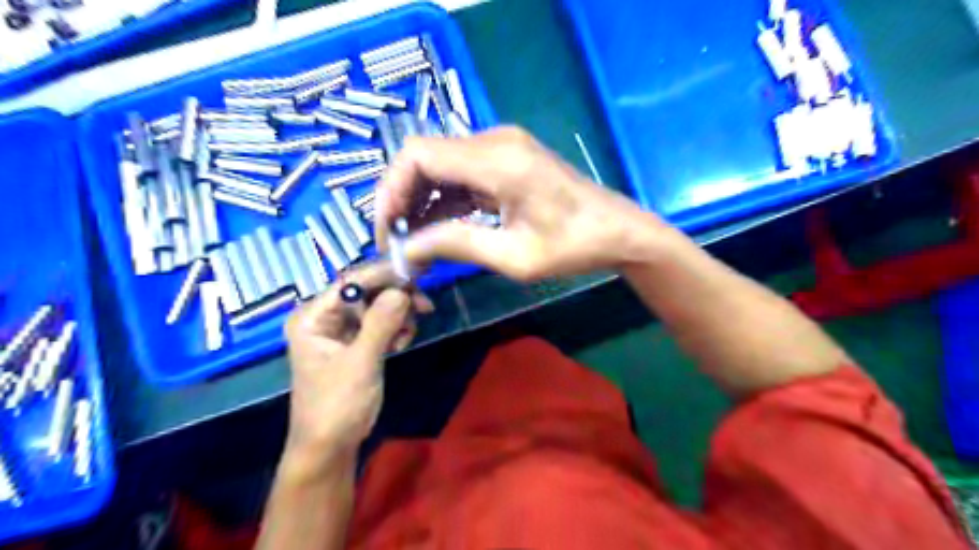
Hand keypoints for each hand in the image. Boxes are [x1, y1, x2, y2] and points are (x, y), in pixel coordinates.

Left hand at [285, 263, 433, 476]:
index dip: (384, 275)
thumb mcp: (360, 364)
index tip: (417, 275)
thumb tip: (402, 290)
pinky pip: (380, 323)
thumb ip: (380, 324)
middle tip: (425, 306)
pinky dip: (395, 328)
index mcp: (313, 317)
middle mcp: (324, 316)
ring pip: (377, 306)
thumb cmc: (336, 407)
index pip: (350, 281)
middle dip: (395, 296)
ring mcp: (340, 330)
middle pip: (366, 291)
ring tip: (408, 335)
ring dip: (398, 315)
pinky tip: (401, 344)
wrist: (330, 448)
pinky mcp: (355, 342)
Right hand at [377, 126, 674, 280]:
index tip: (387, 231)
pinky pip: (460, 173)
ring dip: (421, 200)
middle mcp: (494, 141)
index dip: (391, 191)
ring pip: (439, 164)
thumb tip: (407, 250)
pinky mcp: (506, 159)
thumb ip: (456, 245)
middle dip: (402, 198)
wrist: (617, 231)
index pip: (418, 155)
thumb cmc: (574, 247)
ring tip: (414, 241)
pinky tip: (438, 228)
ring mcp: (501, 147)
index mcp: (497, 160)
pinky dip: (443, 199)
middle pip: (424, 156)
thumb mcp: (514, 256)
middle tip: (398, 241)